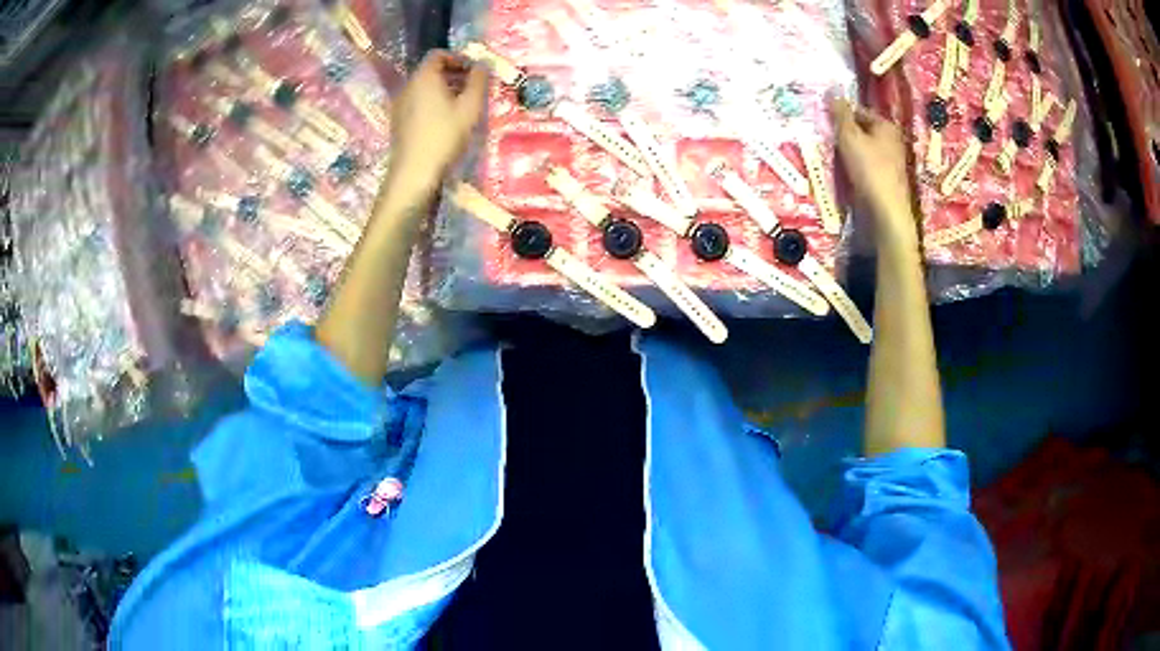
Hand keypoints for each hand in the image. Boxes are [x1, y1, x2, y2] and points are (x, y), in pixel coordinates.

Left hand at [388, 50, 488, 191]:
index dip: (458, 58)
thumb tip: (483, 63)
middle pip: (430, 70)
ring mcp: (399, 104)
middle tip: (472, 88)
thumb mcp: (470, 107)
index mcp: (424, 77)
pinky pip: (416, 102)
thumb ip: (479, 81)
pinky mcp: (398, 121)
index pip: (438, 54)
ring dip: (443, 90)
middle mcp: (408, 86)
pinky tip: (444, 121)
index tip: (474, 72)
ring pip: (423, 87)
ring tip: (461, 106)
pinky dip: (431, 103)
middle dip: (452, 74)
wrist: (414, 172)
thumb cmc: (444, 135)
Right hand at [832, 99, 916, 245]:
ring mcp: (892, 161)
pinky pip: (868, 166)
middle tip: (829, 141)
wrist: (887, 211)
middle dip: (845, 134)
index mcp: (886, 125)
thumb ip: (840, 114)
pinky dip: (857, 167)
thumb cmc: (869, 169)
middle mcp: (893, 140)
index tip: (826, 124)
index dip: (841, 116)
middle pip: (862, 130)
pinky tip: (848, 175)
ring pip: (865, 149)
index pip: (858, 111)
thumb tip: (832, 91)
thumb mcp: (850, 136)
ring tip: (835, 159)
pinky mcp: (888, 180)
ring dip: (850, 152)